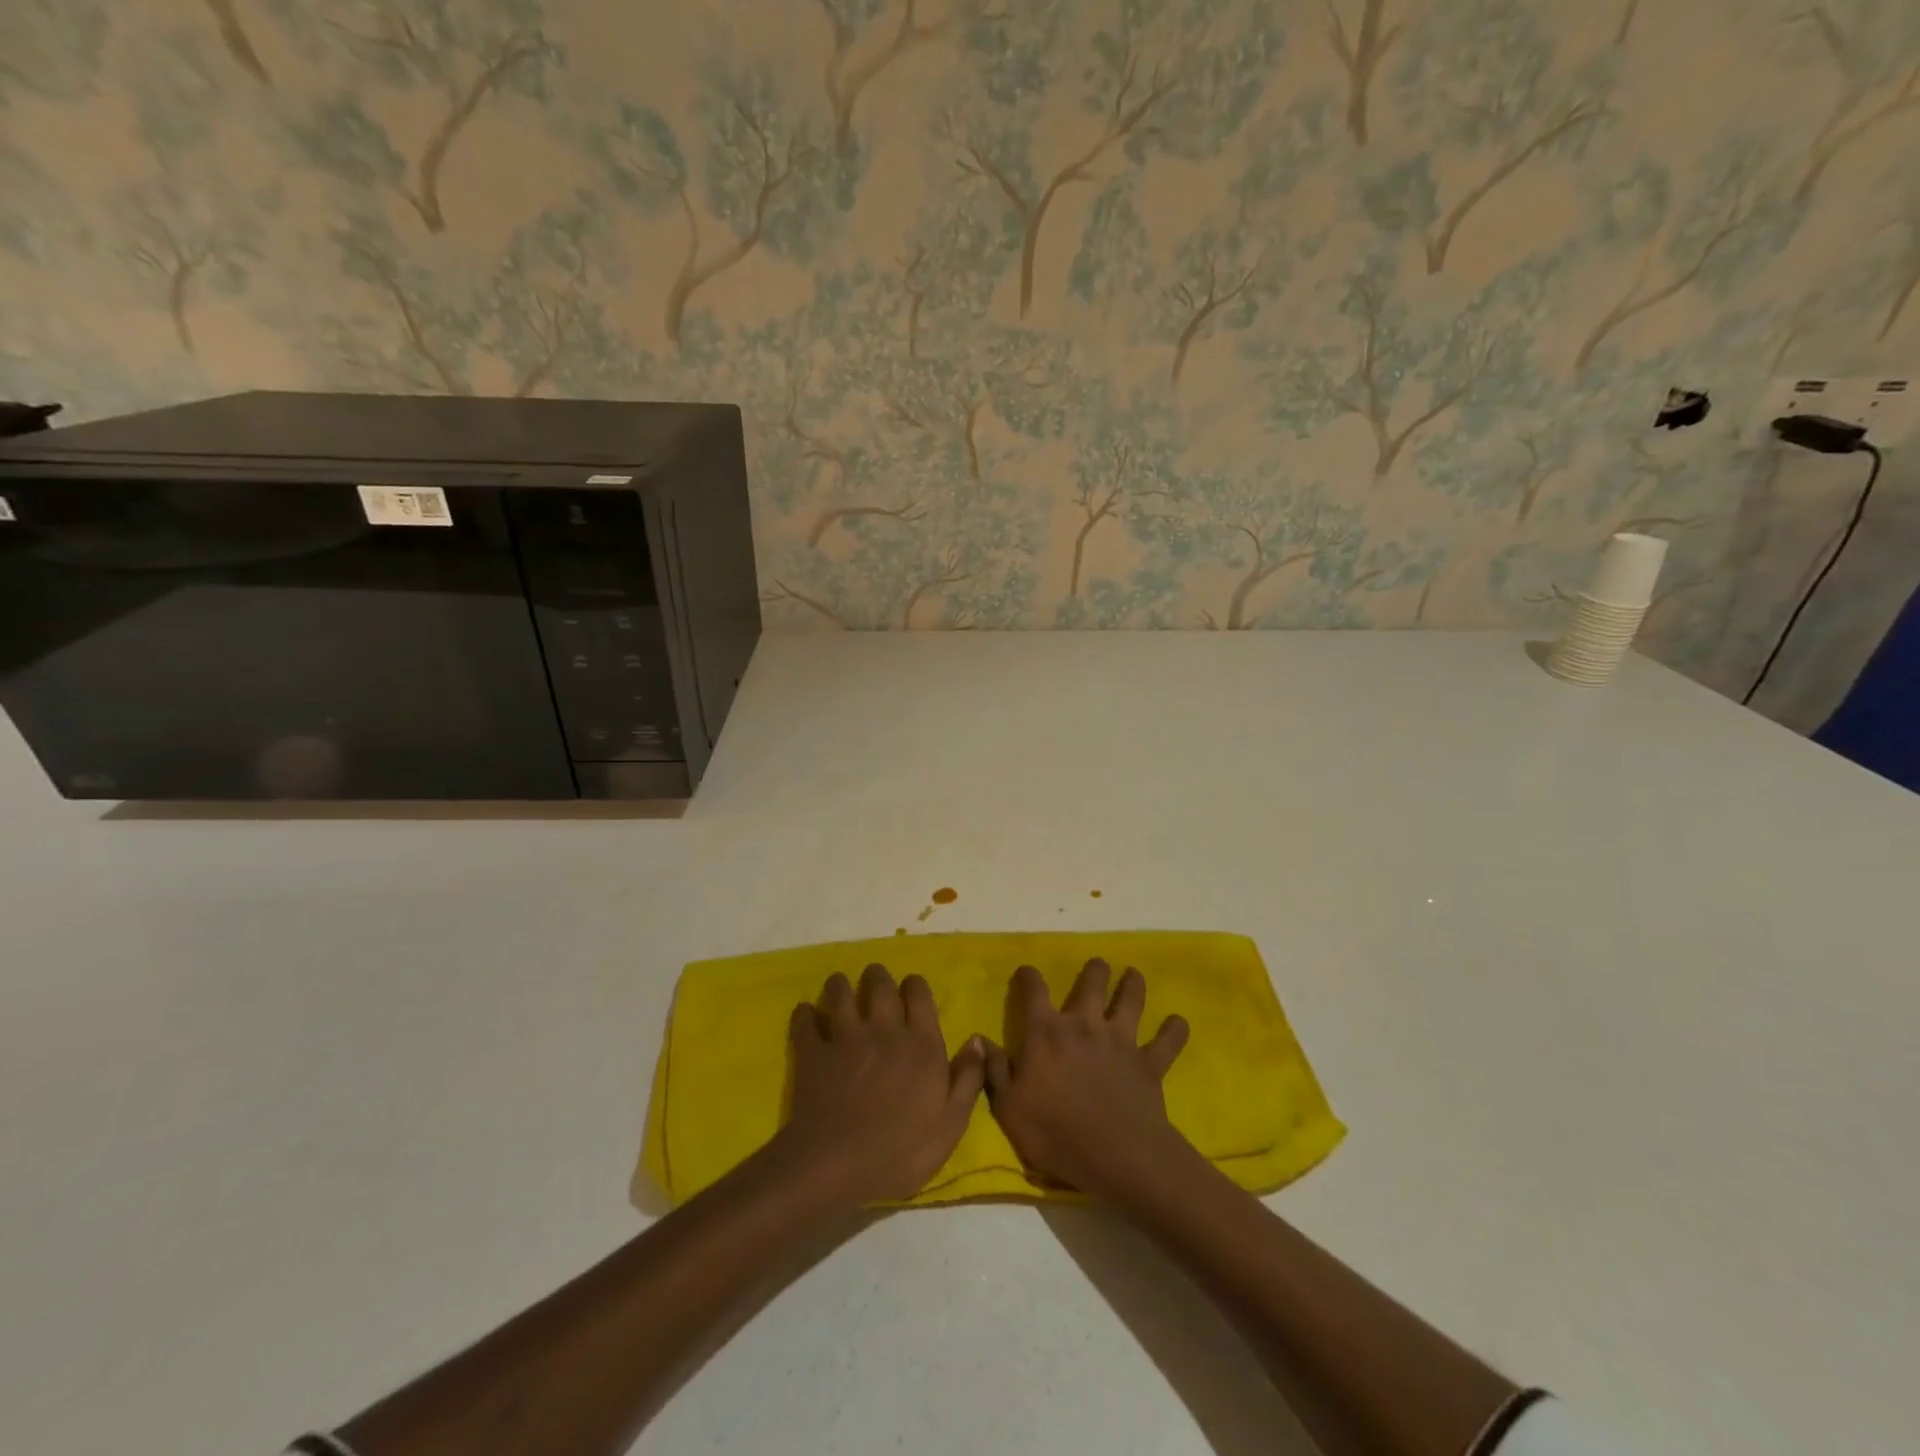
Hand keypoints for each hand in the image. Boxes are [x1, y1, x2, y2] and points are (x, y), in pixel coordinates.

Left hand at [776, 964, 985, 1205]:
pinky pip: (805, 1021)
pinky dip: (805, 1014)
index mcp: (920, 1042)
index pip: (918, 993)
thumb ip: (967, 1078)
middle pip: (879, 984)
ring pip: (840, 992)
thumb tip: (977, 1040)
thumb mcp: (951, 1123)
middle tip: (875, 980)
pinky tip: (806, 1013)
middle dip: (878, 977)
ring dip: (841, 986)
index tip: (911, 990)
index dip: (914, 986)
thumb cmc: (901, 1150)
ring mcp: (844, 1037)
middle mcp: (883, 1029)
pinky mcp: (812, 1052)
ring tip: (841, 988)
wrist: (837, 1165)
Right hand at [982, 960, 1190, 1195]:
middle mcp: (1084, 1025)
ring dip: (1133, 985)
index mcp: (1046, 1032)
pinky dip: (1174, 1031)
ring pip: (1130, 1000)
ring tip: (1134, 976)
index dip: (1028, 976)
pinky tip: (1179, 1023)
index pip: (1034, 990)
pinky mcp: (1149, 1063)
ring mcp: (1120, 1041)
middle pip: (1091, 983)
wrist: (1116, 1155)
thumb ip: (993, 1069)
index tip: (1026, 972)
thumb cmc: (1055, 1132)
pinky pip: (1167, 1041)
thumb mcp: (1008, 1107)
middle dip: (1094, 970)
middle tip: (1097, 966)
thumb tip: (980, 1038)